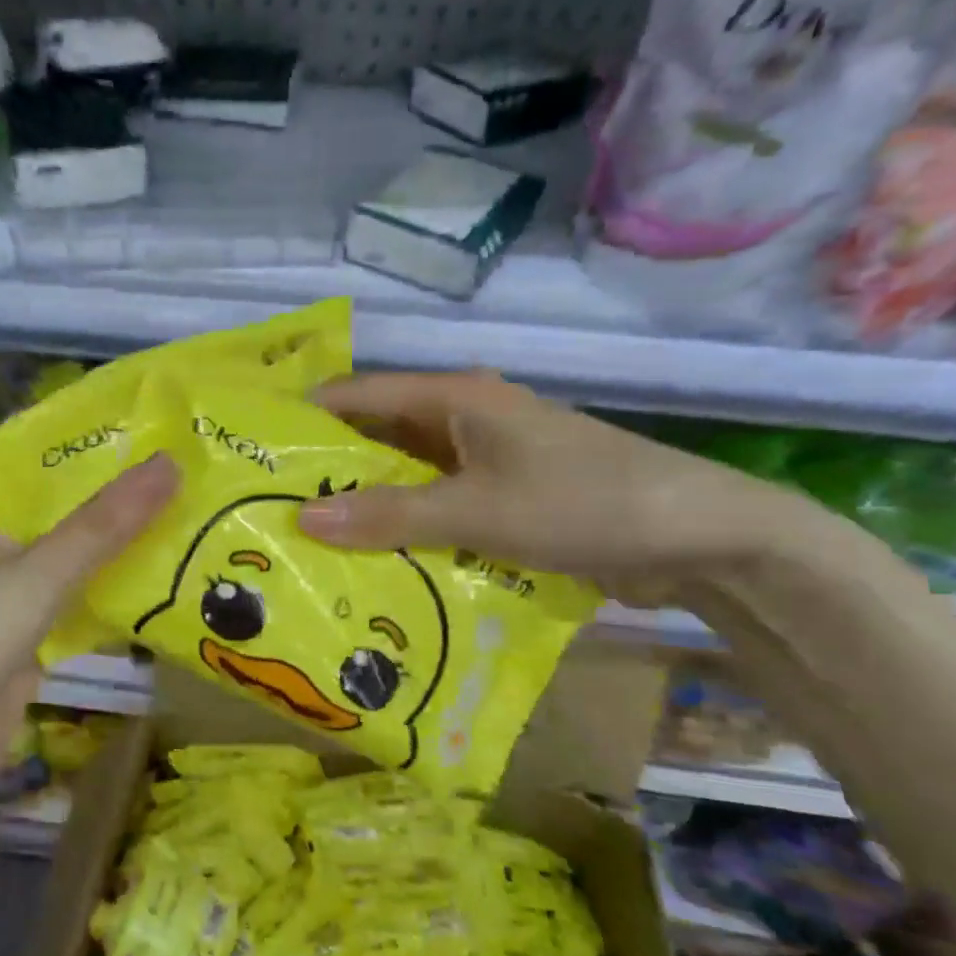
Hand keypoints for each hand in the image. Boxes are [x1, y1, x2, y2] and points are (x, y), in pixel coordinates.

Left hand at [0, 452, 178, 823]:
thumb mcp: (37, 573)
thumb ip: (105, 523)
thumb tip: (171, 462)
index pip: (45, 462)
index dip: (100, 447)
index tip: (164, 431)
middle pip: (68, 511)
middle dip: (124, 500)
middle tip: (197, 473)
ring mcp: (11, 592)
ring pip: (78, 558)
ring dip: (126, 547)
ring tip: (198, 516)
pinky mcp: (28, 637)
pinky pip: (80, 603)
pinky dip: (117, 594)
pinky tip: (172, 580)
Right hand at [297, 372, 814, 604]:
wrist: (701, 537)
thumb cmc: (583, 503)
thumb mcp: (478, 511)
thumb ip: (390, 516)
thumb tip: (302, 520)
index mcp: (454, 397)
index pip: (356, 395)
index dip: (305, 418)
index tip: (255, 451)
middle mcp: (462, 419)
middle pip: (376, 437)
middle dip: (329, 470)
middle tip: (271, 507)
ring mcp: (484, 459)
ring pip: (405, 476)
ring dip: (366, 504)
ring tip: (307, 539)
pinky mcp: (502, 496)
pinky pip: (436, 506)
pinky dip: (405, 527)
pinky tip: (372, 560)